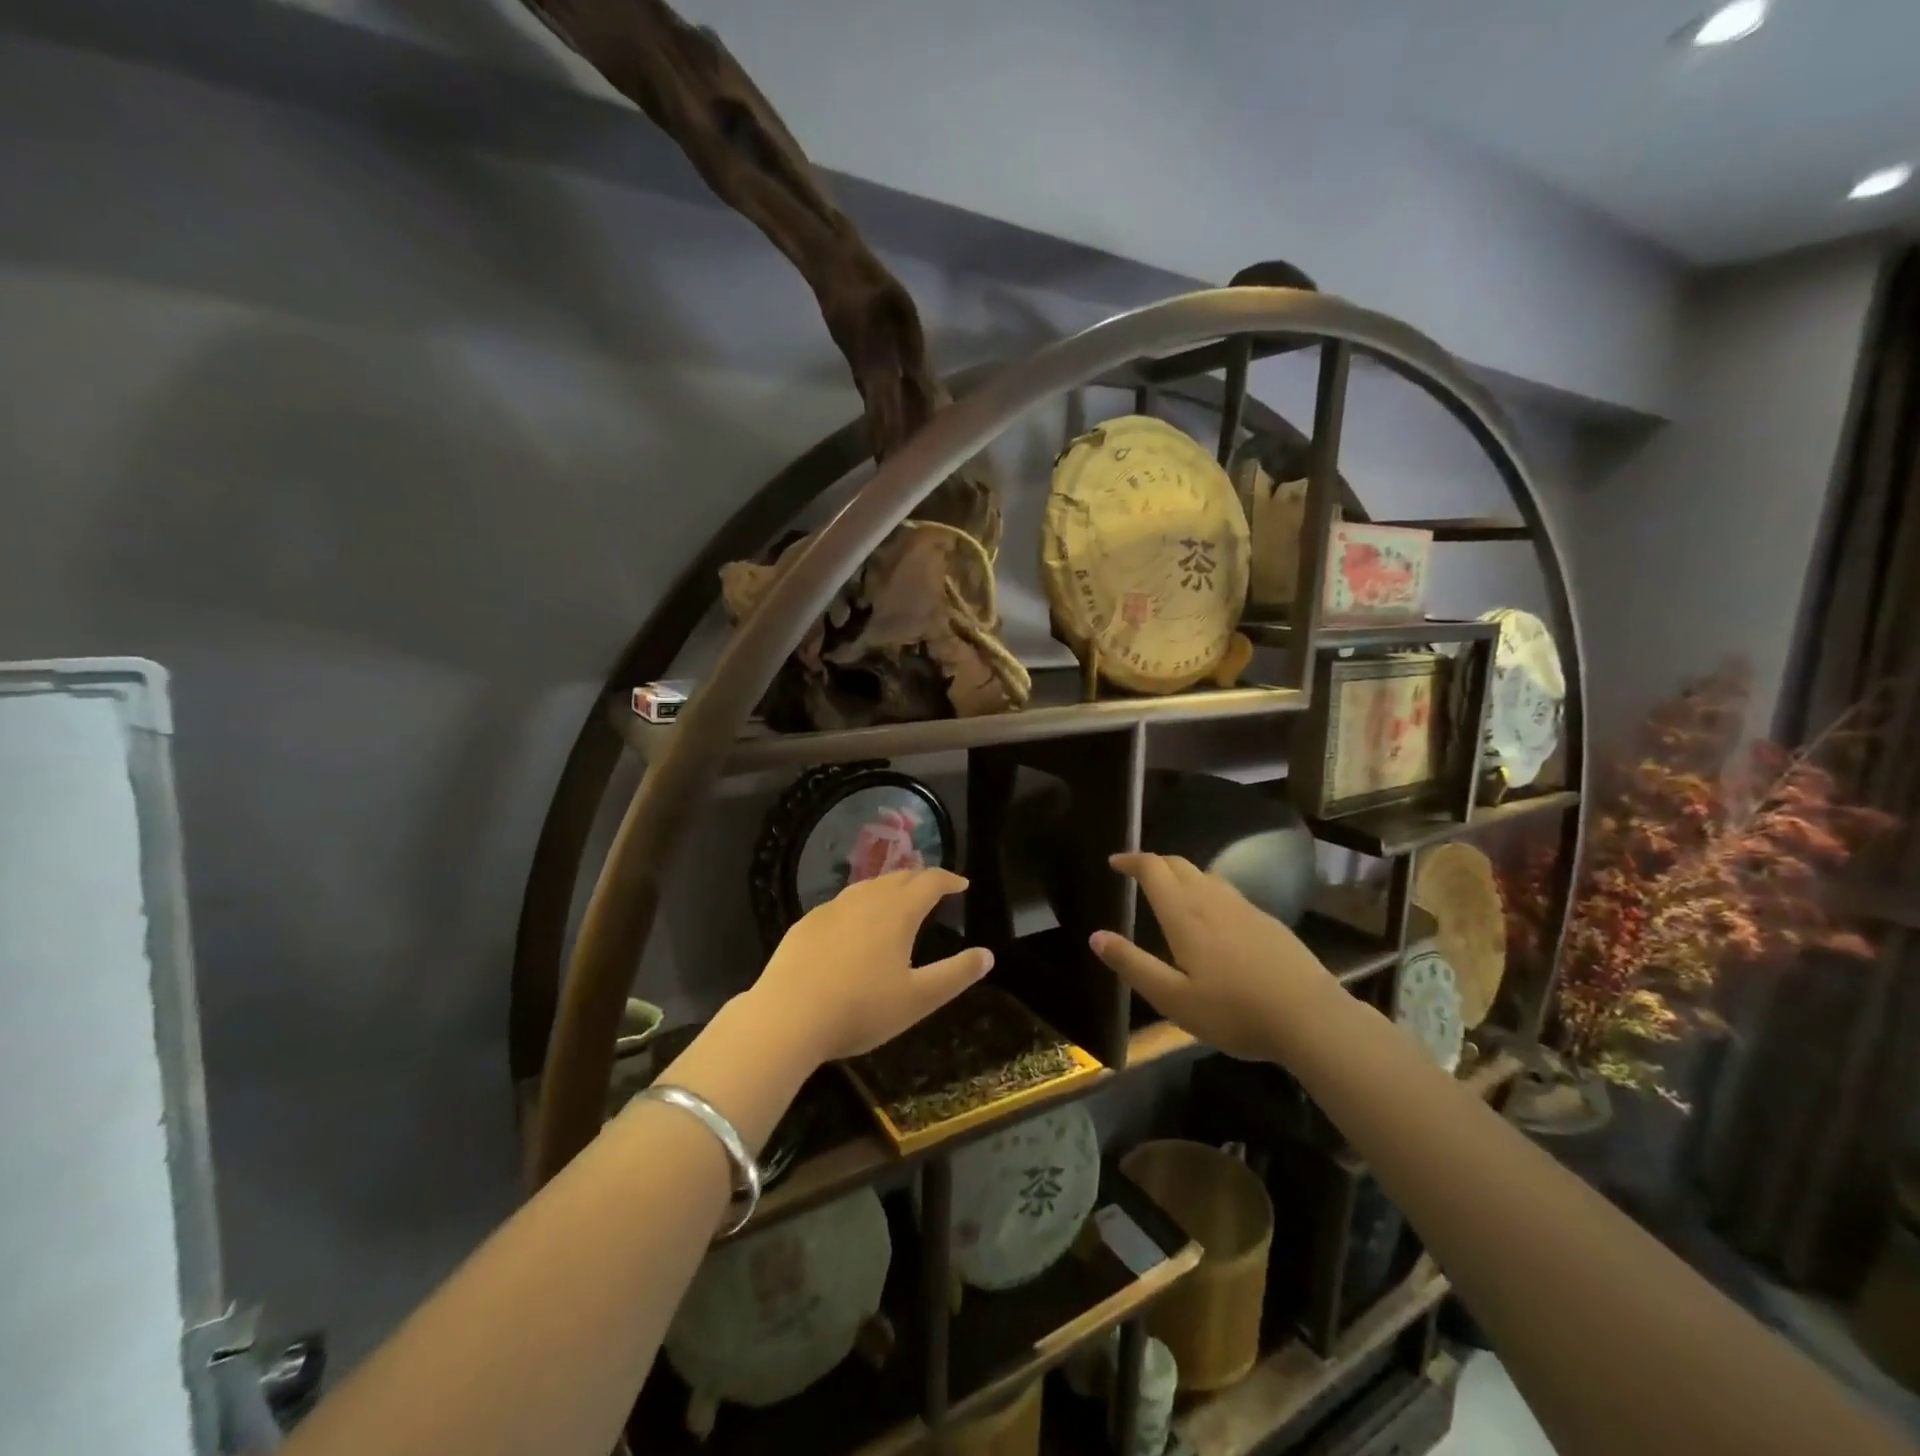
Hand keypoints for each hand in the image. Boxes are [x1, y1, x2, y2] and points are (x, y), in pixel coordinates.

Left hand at [751, 868, 992, 1063]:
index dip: (948, 879)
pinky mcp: (806, 924)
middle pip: (898, 877)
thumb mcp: (918, 999)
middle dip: (920, 879)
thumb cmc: (861, 1008)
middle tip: (933, 889)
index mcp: (897, 912)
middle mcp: (865, 900)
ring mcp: (831, 909)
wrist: (787, 1017)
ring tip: (897, 901)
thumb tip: (987, 954)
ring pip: (867, 887)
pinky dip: (859, 905)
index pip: (929, 881)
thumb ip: (955, 974)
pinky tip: (853, 925)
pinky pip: (841, 904)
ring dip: (888, 888)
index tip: (962, 884)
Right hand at [1090, 852, 1331, 1059]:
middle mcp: (1212, 900)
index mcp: (1185, 915)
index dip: (1131, 860)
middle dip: (1154, 863)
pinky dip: (1206, 889)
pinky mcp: (1267, 921)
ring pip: (1205, 875)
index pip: (1154, 869)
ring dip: (1181, 874)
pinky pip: (1226, 891)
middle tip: (1137, 873)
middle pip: (1179, 864)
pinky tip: (1212, 917)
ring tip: (1170, 892)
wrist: (1310, 1016)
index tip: (1115, 863)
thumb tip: (1096, 937)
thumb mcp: (1173, 999)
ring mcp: (1244, 908)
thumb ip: (1133, 965)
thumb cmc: (1234, 1011)